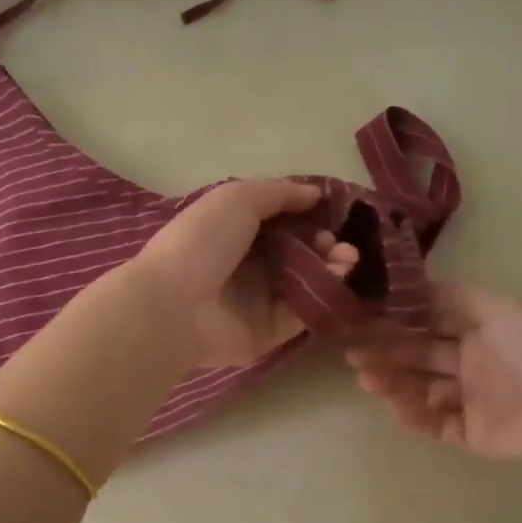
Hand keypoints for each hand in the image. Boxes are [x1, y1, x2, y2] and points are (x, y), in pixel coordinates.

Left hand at [134, 179, 357, 368]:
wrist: (174, 304)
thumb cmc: (202, 241)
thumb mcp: (238, 198)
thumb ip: (279, 193)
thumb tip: (315, 192)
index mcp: (233, 229)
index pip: (279, 219)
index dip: (307, 213)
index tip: (333, 210)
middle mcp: (246, 262)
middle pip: (295, 250)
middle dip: (323, 241)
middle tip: (337, 241)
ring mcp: (257, 298)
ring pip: (304, 281)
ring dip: (331, 266)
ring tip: (347, 257)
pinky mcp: (268, 330)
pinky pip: (302, 312)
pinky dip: (322, 295)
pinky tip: (338, 278)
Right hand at [346, 282, 521, 459]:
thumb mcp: (494, 308)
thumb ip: (452, 295)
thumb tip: (412, 284)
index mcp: (476, 330)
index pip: (427, 323)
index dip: (395, 322)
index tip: (363, 320)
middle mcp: (470, 362)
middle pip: (418, 356)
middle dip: (385, 353)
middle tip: (353, 355)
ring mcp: (470, 399)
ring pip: (421, 390)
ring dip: (393, 383)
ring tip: (368, 380)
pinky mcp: (472, 433)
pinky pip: (436, 424)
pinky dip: (415, 416)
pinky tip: (396, 407)